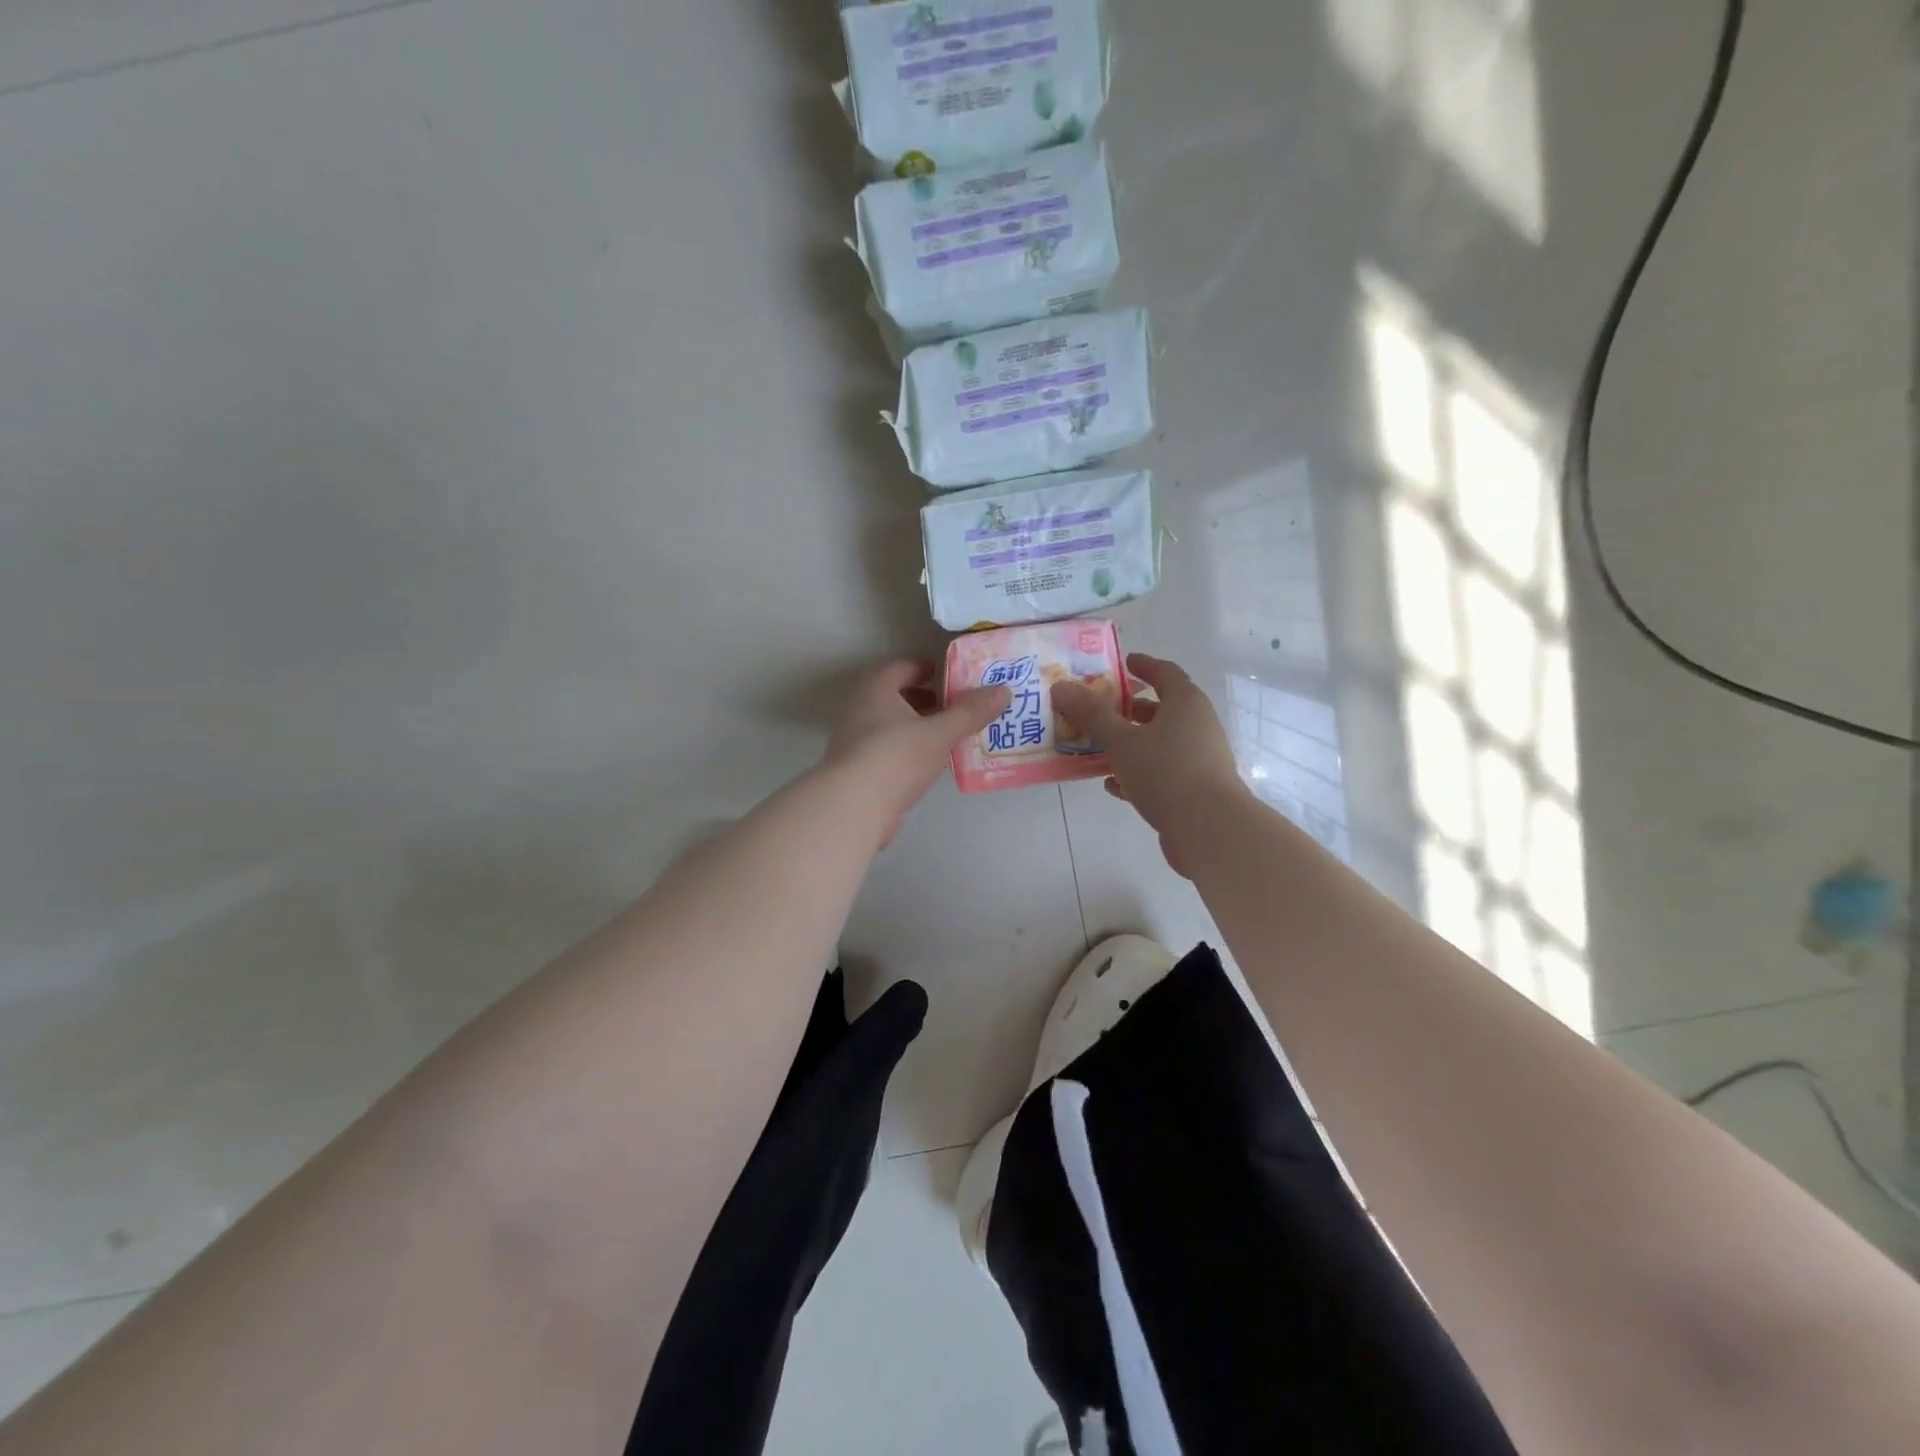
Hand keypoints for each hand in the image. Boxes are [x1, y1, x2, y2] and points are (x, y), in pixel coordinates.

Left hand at [822, 661, 1009, 846]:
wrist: (853, 807)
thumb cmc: (896, 757)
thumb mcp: (940, 733)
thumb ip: (971, 712)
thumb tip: (1004, 690)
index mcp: (876, 690)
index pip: (900, 668)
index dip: (923, 668)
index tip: (944, 674)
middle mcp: (859, 709)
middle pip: (894, 696)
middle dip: (922, 699)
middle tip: (951, 705)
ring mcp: (853, 741)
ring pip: (889, 724)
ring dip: (915, 726)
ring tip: (945, 735)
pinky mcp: (856, 770)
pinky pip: (886, 750)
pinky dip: (907, 750)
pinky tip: (927, 764)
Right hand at [1052, 653, 1247, 876]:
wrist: (1209, 829)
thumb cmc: (1166, 772)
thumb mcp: (1121, 741)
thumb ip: (1091, 714)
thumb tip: (1061, 686)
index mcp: (1185, 704)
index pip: (1165, 673)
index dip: (1143, 666)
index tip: (1123, 663)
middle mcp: (1197, 726)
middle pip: (1162, 709)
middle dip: (1129, 709)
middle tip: (1099, 709)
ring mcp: (1199, 759)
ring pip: (1159, 743)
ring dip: (1131, 743)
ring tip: (1097, 747)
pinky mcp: (1194, 789)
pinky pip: (1161, 772)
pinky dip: (1138, 772)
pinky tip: (1112, 784)